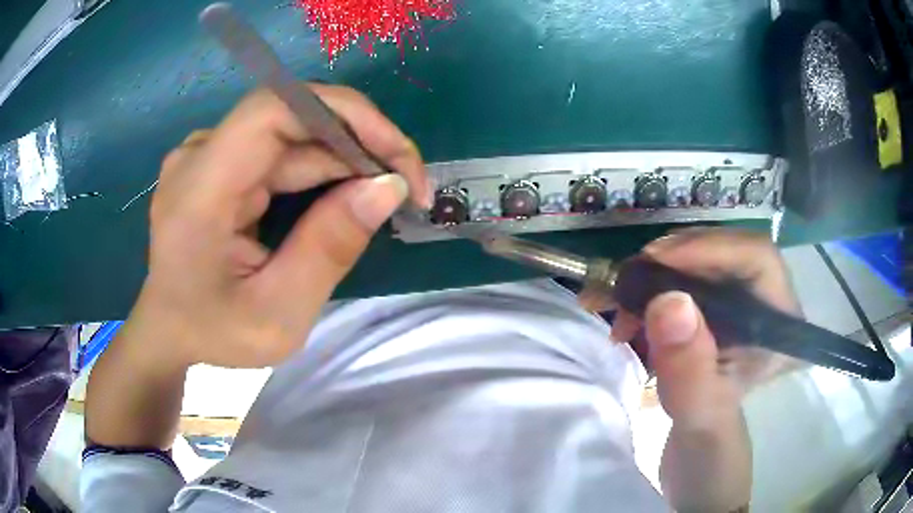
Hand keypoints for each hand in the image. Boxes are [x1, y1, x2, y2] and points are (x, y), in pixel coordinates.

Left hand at [127, 84, 429, 368]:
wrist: (168, 330)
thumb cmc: (213, 331)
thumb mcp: (277, 315)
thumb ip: (328, 250)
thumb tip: (388, 187)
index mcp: (200, 189)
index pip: (274, 110)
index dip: (344, 115)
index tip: (396, 156)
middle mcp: (201, 155)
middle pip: (291, 119)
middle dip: (358, 144)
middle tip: (406, 188)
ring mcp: (208, 154)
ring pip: (291, 134)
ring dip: (344, 159)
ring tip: (383, 195)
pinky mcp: (220, 162)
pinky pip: (280, 149)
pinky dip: (320, 168)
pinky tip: (345, 195)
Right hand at [609, 228, 801, 428]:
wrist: (700, 426)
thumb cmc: (707, 420)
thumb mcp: (697, 406)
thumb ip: (688, 367)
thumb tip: (669, 301)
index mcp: (780, 318)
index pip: (757, 256)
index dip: (711, 248)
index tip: (658, 259)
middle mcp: (768, 291)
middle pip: (725, 247)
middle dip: (673, 259)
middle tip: (629, 279)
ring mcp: (743, 286)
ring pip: (702, 251)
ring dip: (657, 269)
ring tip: (622, 300)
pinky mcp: (719, 287)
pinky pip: (687, 264)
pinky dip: (652, 278)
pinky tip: (630, 303)